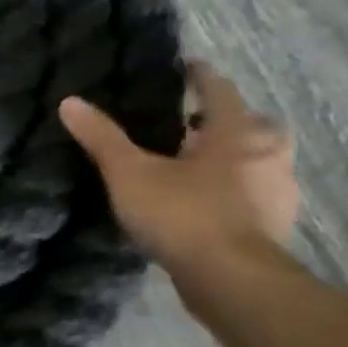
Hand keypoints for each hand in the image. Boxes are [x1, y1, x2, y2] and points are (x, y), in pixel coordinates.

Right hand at [59, 61, 299, 276]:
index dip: (201, 77)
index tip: (188, 66)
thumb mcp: (129, 172)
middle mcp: (266, 156)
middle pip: (255, 125)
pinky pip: (257, 193)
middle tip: (196, 123)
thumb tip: (70, 101)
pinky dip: (238, 189)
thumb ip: (102, 137)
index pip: (220, 92)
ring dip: (238, 157)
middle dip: (230, 121)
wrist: (231, 279)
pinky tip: (210, 202)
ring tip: (199, 164)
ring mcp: (277, 193)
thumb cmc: (182, 213)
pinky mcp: (275, 225)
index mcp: (235, 135)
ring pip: (261, 161)